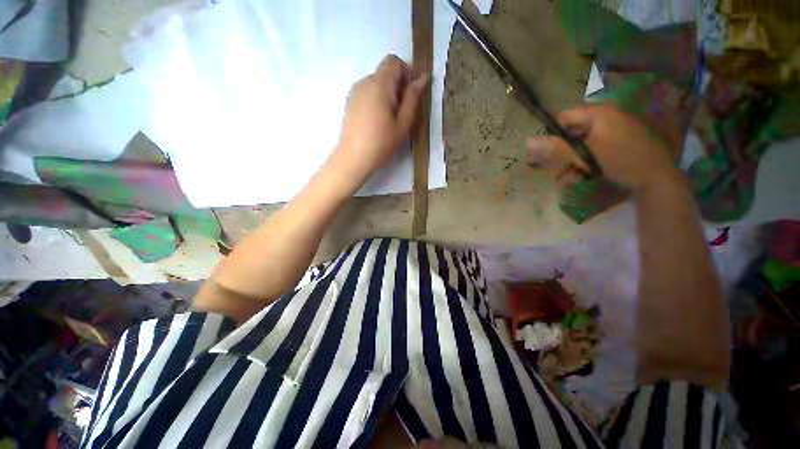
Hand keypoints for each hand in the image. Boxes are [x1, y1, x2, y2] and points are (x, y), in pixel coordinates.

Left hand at [328, 55, 428, 185]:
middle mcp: (364, 82)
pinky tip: (376, 123)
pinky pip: (366, 94)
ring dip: (386, 95)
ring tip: (388, 121)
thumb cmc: (381, 142)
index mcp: (379, 84)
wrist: (353, 158)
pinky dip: (375, 101)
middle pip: (384, 73)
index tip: (410, 95)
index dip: (406, 73)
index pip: (394, 61)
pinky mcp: (349, 103)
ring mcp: (354, 93)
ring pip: (375, 84)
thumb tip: (422, 78)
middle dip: (397, 86)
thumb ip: (413, 98)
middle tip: (401, 113)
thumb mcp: (403, 123)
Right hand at [526, 105, 680, 190]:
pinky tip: (583, 177)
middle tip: (561, 170)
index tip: (552, 153)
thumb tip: (527, 142)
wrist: (658, 179)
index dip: (555, 134)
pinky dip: (585, 164)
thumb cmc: (621, 162)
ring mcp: (614, 131)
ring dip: (572, 163)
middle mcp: (606, 119)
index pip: (565, 118)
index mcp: (599, 115)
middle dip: (563, 153)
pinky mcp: (619, 144)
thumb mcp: (585, 156)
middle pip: (572, 133)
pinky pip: (594, 150)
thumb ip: (557, 149)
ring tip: (571, 179)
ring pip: (581, 145)